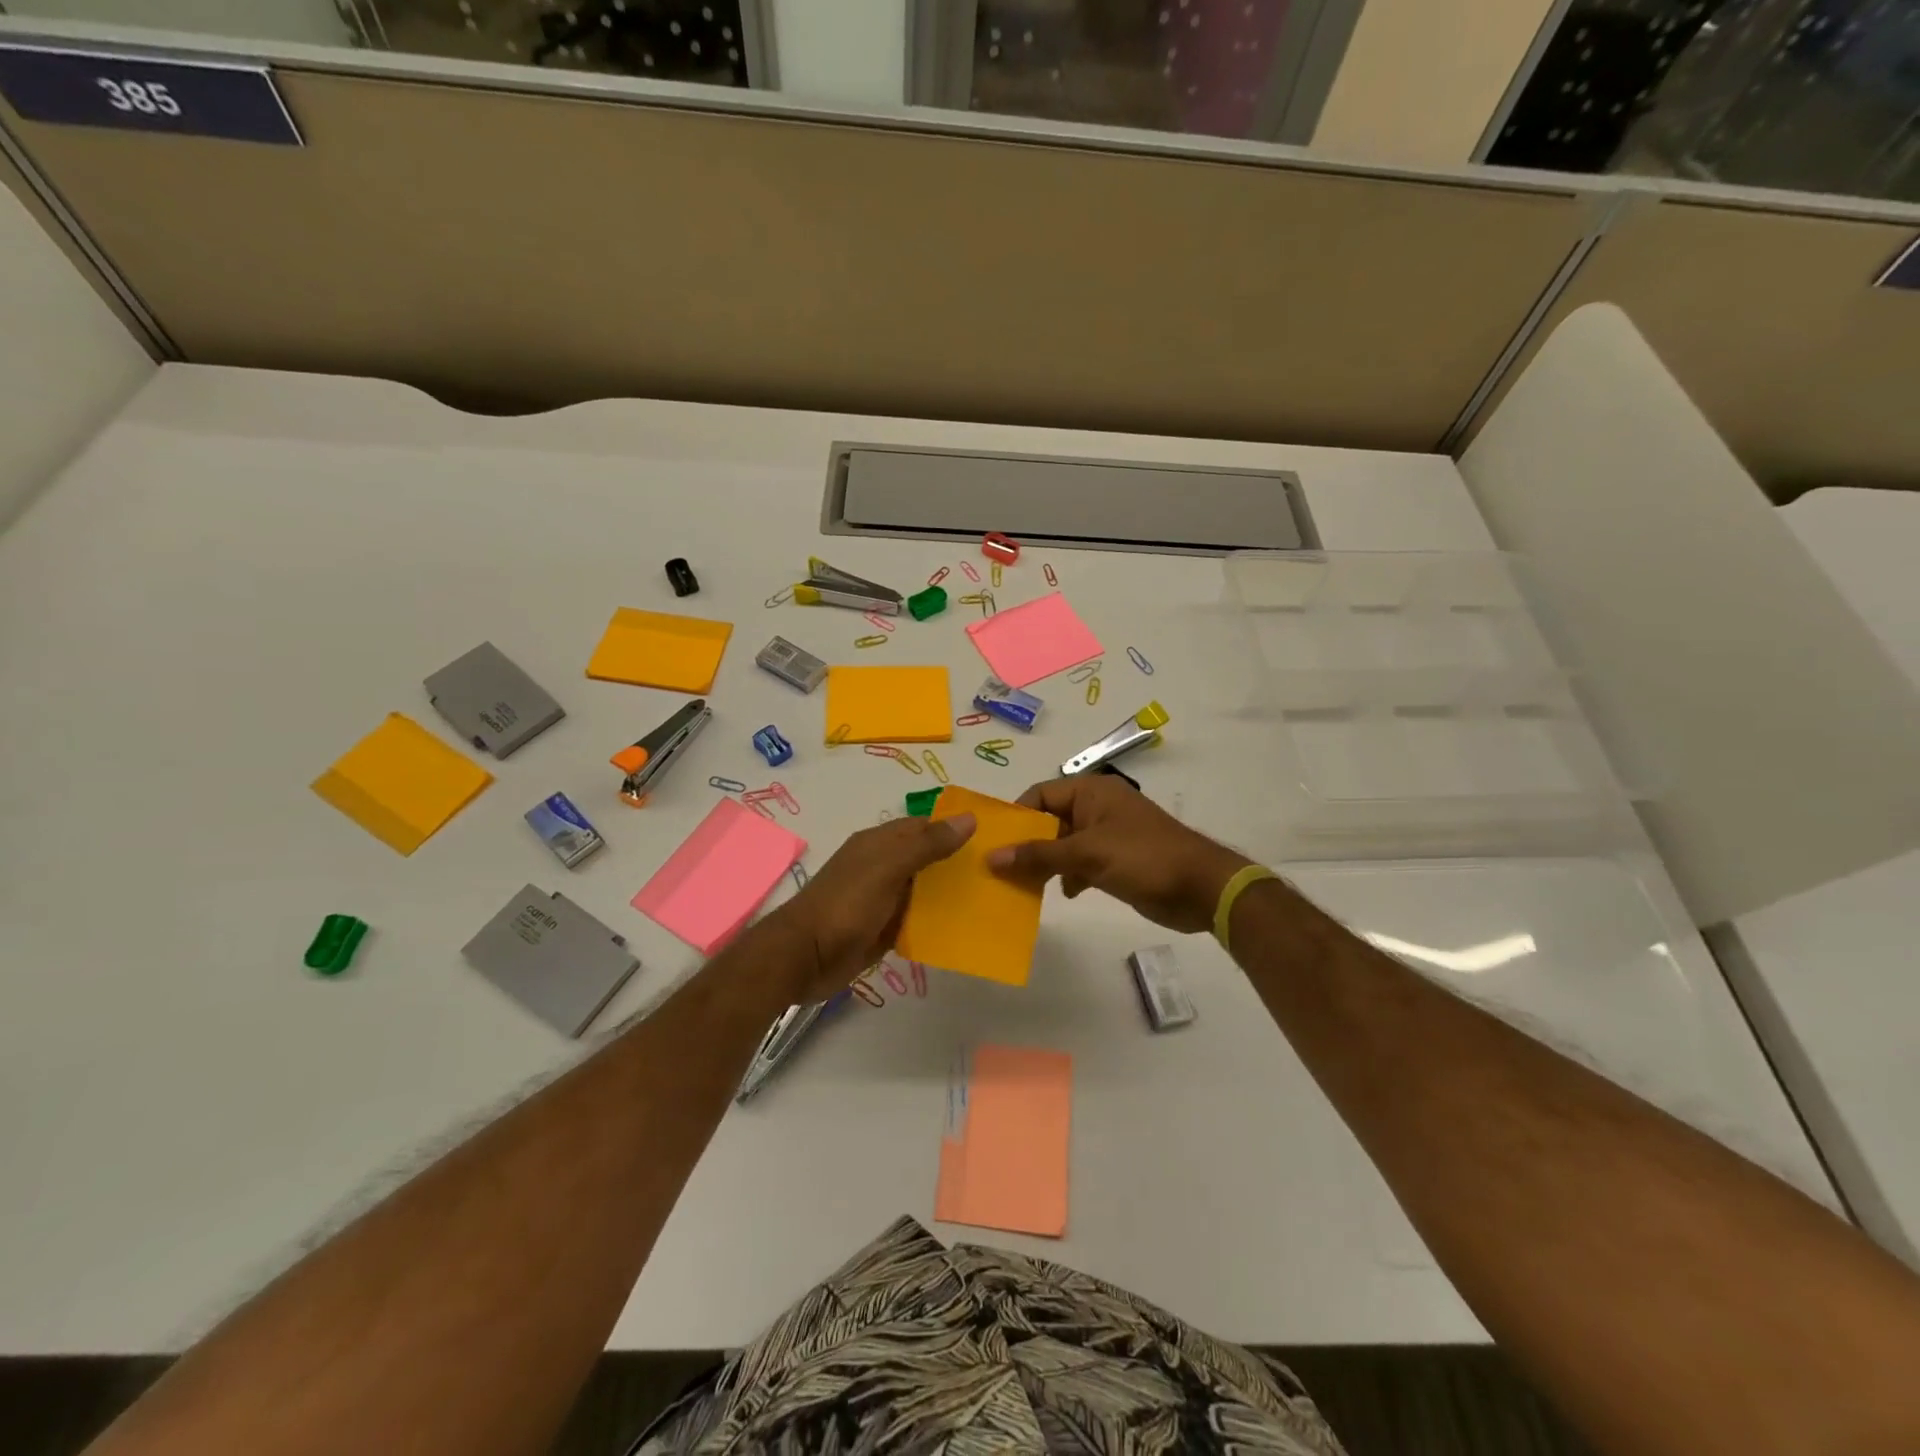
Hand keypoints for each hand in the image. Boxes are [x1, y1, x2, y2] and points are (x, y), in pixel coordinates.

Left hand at [772, 813, 975, 1001]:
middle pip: (925, 859)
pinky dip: (935, 923)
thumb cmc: (845, 904)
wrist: (804, 957)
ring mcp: (881, 900)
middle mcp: (881, 867)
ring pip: (922, 891)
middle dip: (956, 863)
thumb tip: (969, 818)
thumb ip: (927, 844)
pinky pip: (915, 921)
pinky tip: (964, 929)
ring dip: (949, 895)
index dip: (953, 828)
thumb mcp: (888, 867)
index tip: (992, 837)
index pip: (923, 826)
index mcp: (879, 843)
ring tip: (992, 899)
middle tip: (998, 871)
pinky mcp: (882, 930)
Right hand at [987, 776, 1251, 933]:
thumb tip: (992, 857)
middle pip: (1049, 820)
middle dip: (1027, 843)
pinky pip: (1080, 862)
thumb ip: (1039, 855)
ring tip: (1021, 885)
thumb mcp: (1087, 854)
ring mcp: (1108, 835)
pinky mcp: (1116, 861)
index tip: (994, 842)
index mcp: (1091, 792)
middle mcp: (1096, 808)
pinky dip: (1068, 875)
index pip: (1041, 794)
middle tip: (1000, 869)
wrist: (1201, 888)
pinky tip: (1062, 893)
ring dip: (1045, 862)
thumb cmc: (1143, 858)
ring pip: (1064, 844)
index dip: (1017, 816)